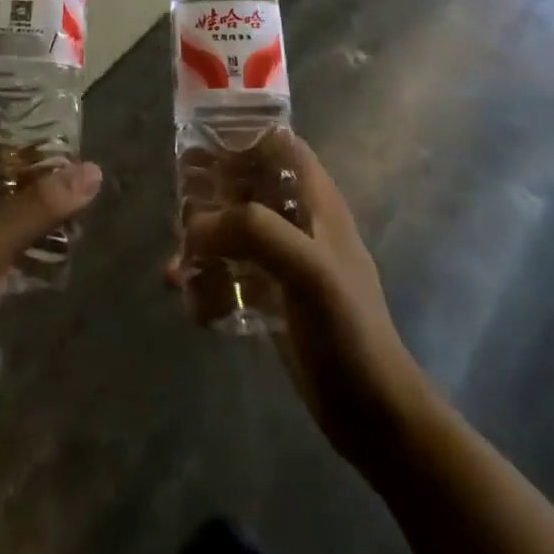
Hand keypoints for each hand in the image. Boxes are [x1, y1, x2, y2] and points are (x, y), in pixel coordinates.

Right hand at [171, 134, 418, 465]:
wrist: (374, 417)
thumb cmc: (349, 330)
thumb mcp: (308, 269)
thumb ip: (254, 232)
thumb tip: (194, 226)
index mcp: (315, 200)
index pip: (277, 144)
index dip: (242, 136)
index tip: (200, 144)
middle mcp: (297, 220)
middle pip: (244, 184)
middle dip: (209, 196)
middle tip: (181, 215)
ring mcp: (283, 259)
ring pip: (230, 229)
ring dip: (201, 243)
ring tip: (180, 267)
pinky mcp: (270, 296)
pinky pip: (228, 273)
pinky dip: (207, 282)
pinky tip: (194, 304)